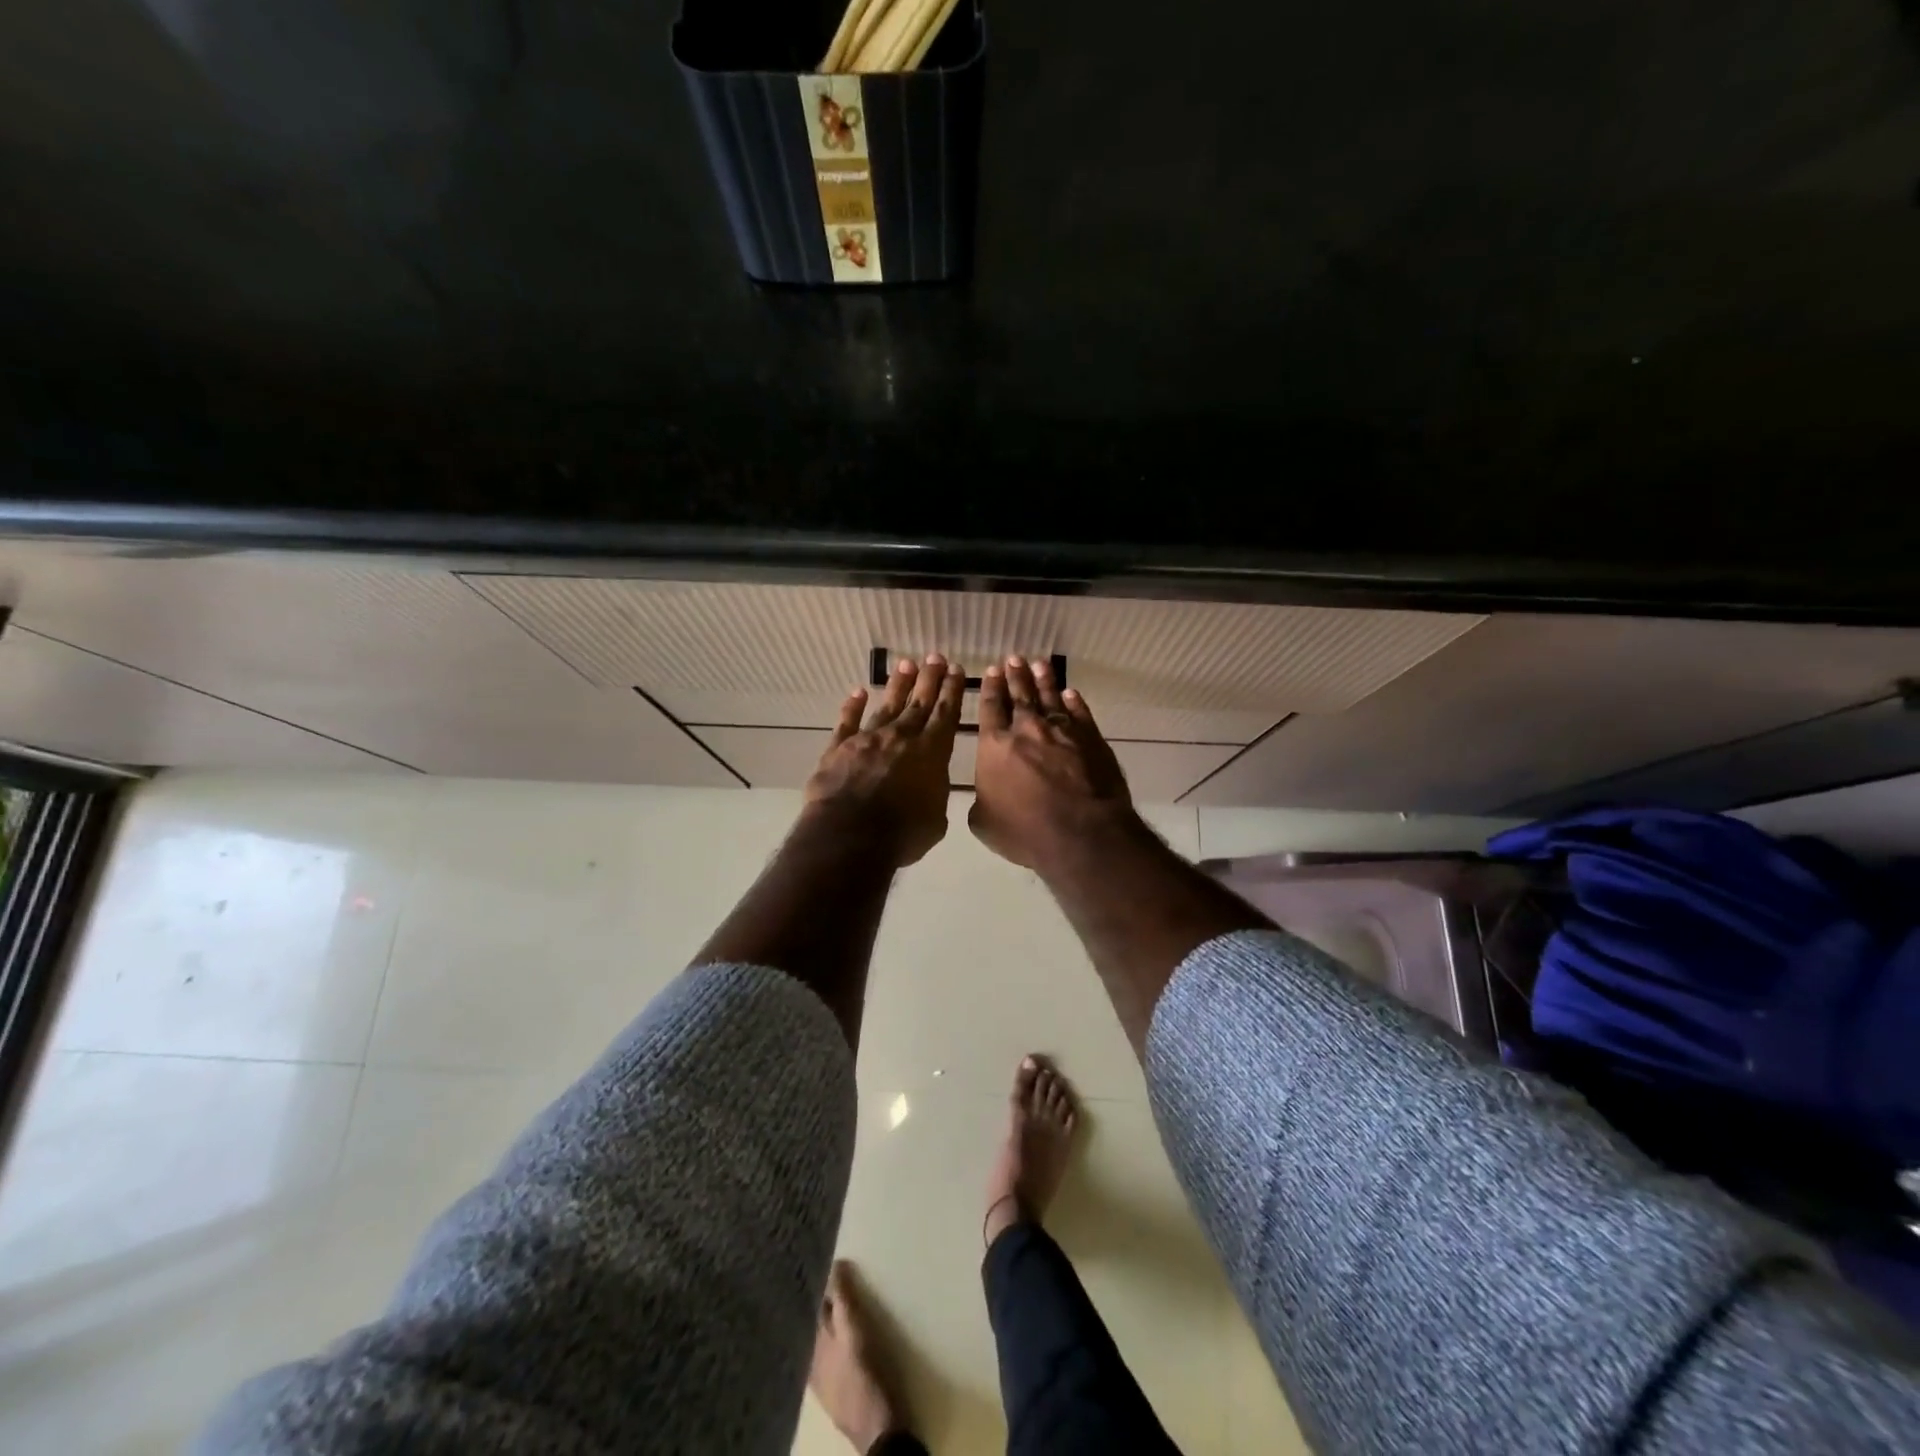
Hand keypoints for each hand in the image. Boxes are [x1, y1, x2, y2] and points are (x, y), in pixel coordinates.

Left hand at [805, 655, 965, 867]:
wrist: (851, 834)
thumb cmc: (903, 833)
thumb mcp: (935, 819)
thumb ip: (934, 794)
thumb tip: (929, 785)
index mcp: (931, 753)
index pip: (945, 714)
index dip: (951, 691)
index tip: (955, 670)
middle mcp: (902, 737)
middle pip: (918, 703)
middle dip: (929, 679)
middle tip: (935, 657)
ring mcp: (868, 739)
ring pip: (886, 705)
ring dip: (898, 685)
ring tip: (906, 664)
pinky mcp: (839, 747)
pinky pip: (847, 721)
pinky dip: (852, 706)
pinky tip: (857, 692)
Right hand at [969, 656, 1138, 870]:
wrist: (1080, 832)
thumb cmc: (1025, 831)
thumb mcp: (985, 824)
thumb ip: (981, 802)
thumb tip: (985, 795)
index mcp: (995, 746)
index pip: (991, 709)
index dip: (991, 689)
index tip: (992, 671)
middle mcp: (1027, 730)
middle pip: (1020, 696)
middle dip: (1015, 676)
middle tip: (1013, 659)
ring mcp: (1062, 731)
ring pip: (1050, 697)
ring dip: (1044, 680)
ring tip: (1040, 664)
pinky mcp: (1091, 738)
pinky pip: (1079, 713)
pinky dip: (1074, 701)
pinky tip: (1070, 693)